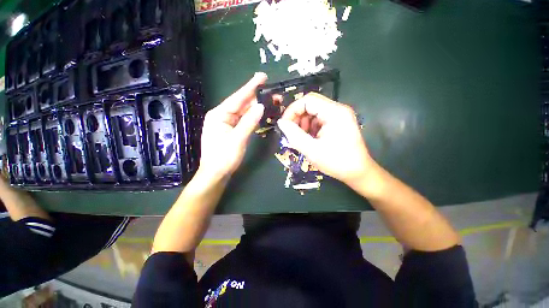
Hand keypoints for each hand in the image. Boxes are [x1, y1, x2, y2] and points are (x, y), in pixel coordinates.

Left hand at [198, 73, 266, 180]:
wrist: (216, 173)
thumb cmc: (224, 157)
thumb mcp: (237, 139)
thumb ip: (249, 122)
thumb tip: (261, 106)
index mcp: (219, 114)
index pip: (237, 98)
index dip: (251, 87)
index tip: (262, 76)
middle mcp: (222, 116)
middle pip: (241, 104)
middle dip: (257, 98)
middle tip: (273, 94)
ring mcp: (226, 123)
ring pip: (243, 112)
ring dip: (257, 108)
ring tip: (271, 102)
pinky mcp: (231, 130)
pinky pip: (243, 120)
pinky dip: (252, 117)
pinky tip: (261, 113)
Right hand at [277, 92, 373, 185]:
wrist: (358, 173)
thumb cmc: (336, 162)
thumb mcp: (311, 150)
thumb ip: (294, 135)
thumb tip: (281, 123)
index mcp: (334, 112)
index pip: (308, 100)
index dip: (292, 110)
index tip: (284, 124)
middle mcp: (338, 109)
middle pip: (311, 105)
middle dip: (298, 118)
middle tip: (292, 133)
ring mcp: (339, 116)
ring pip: (314, 113)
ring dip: (304, 124)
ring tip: (302, 138)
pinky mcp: (338, 123)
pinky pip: (319, 120)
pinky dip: (311, 128)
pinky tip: (310, 139)